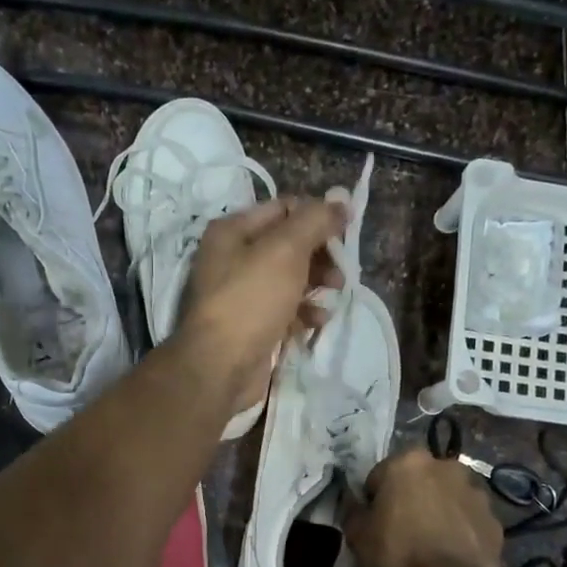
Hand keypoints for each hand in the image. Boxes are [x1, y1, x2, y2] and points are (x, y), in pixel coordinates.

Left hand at [176, 197, 347, 416]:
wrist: (221, 367)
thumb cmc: (251, 300)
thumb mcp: (285, 250)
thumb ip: (314, 221)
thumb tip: (339, 200)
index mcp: (232, 231)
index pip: (283, 209)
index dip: (316, 216)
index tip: (345, 231)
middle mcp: (232, 258)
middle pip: (288, 245)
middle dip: (320, 254)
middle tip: (342, 269)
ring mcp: (241, 294)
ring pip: (289, 279)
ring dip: (317, 283)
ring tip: (335, 292)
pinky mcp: (252, 326)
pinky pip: (285, 310)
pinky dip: (304, 312)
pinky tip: (318, 320)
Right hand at [346, 448, 503, 566]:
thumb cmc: (395, 554)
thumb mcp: (357, 534)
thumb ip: (354, 511)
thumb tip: (355, 504)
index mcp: (408, 462)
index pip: (381, 475)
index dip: (375, 499)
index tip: (374, 521)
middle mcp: (446, 466)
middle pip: (420, 480)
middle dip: (412, 497)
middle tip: (403, 529)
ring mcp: (476, 492)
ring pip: (449, 497)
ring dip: (440, 510)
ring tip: (431, 544)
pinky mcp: (495, 519)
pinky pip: (470, 520)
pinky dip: (462, 530)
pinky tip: (452, 554)